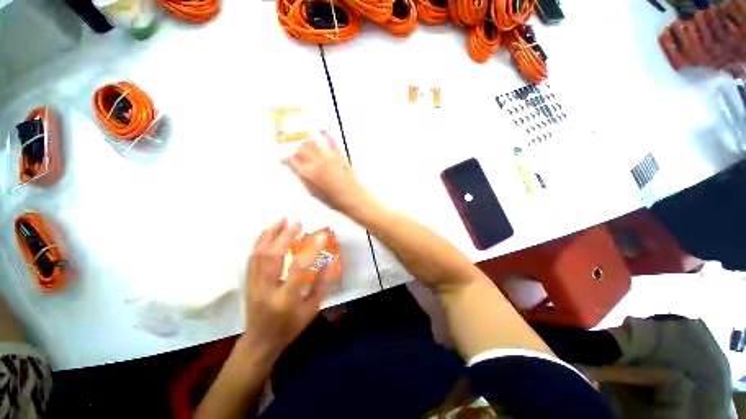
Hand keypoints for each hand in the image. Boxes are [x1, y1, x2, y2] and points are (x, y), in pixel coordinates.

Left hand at [240, 219, 333, 361]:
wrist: (260, 341)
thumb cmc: (290, 326)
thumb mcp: (312, 309)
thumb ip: (322, 285)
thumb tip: (330, 261)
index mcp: (285, 298)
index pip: (298, 268)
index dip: (311, 250)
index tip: (321, 236)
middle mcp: (266, 288)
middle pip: (272, 255)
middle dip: (285, 235)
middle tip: (297, 222)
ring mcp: (253, 283)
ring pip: (259, 253)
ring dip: (271, 233)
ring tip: (282, 219)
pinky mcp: (248, 281)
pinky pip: (252, 256)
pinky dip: (260, 240)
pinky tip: (268, 231)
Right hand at [284, 131, 366, 212]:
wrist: (351, 197)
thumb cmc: (333, 199)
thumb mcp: (313, 192)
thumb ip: (304, 179)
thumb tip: (298, 171)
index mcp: (307, 174)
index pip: (290, 160)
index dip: (286, 159)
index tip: (286, 158)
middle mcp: (315, 163)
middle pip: (300, 150)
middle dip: (297, 151)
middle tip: (298, 153)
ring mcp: (327, 157)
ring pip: (312, 143)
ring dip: (308, 143)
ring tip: (307, 145)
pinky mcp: (338, 155)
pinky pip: (330, 141)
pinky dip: (325, 134)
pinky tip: (322, 130)